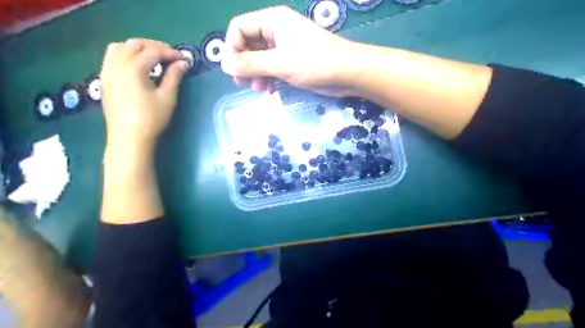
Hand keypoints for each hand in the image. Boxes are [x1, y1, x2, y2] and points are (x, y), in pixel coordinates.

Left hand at [100, 38, 188, 150]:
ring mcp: (107, 71)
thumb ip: (174, 77)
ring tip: (153, 58)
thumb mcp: (167, 98)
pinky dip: (126, 55)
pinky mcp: (105, 80)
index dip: (170, 53)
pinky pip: (112, 57)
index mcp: (133, 68)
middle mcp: (116, 64)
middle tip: (171, 56)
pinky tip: (137, 66)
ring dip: (138, 48)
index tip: (184, 59)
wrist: (129, 138)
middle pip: (134, 44)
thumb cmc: (151, 118)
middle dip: (154, 46)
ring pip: (119, 47)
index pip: (153, 51)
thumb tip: (183, 63)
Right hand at [223, 6, 363, 95]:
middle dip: (245, 64)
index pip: (239, 28)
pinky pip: (273, 66)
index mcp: (272, 21)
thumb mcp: (280, 63)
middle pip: (249, 43)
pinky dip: (269, 77)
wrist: (349, 73)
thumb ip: (250, 64)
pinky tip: (271, 91)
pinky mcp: (294, 60)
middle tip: (244, 84)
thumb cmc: (315, 63)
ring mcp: (286, 46)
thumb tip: (224, 64)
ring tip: (261, 90)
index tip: (234, 71)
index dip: (233, 48)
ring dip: (256, 74)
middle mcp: (277, 30)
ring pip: (260, 58)